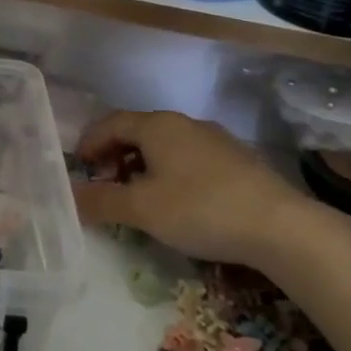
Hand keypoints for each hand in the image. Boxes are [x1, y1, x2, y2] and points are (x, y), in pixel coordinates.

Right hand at [73, 110, 304, 267]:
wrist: (282, 227)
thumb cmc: (201, 208)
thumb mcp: (142, 208)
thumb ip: (101, 200)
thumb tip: (69, 197)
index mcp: (157, 125)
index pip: (110, 123)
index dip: (89, 143)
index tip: (78, 168)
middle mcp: (185, 123)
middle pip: (138, 131)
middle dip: (115, 156)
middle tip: (104, 184)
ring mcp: (215, 140)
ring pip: (165, 146)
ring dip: (142, 166)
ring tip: (137, 197)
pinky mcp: (238, 161)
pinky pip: (189, 159)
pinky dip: (170, 173)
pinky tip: (176, 202)